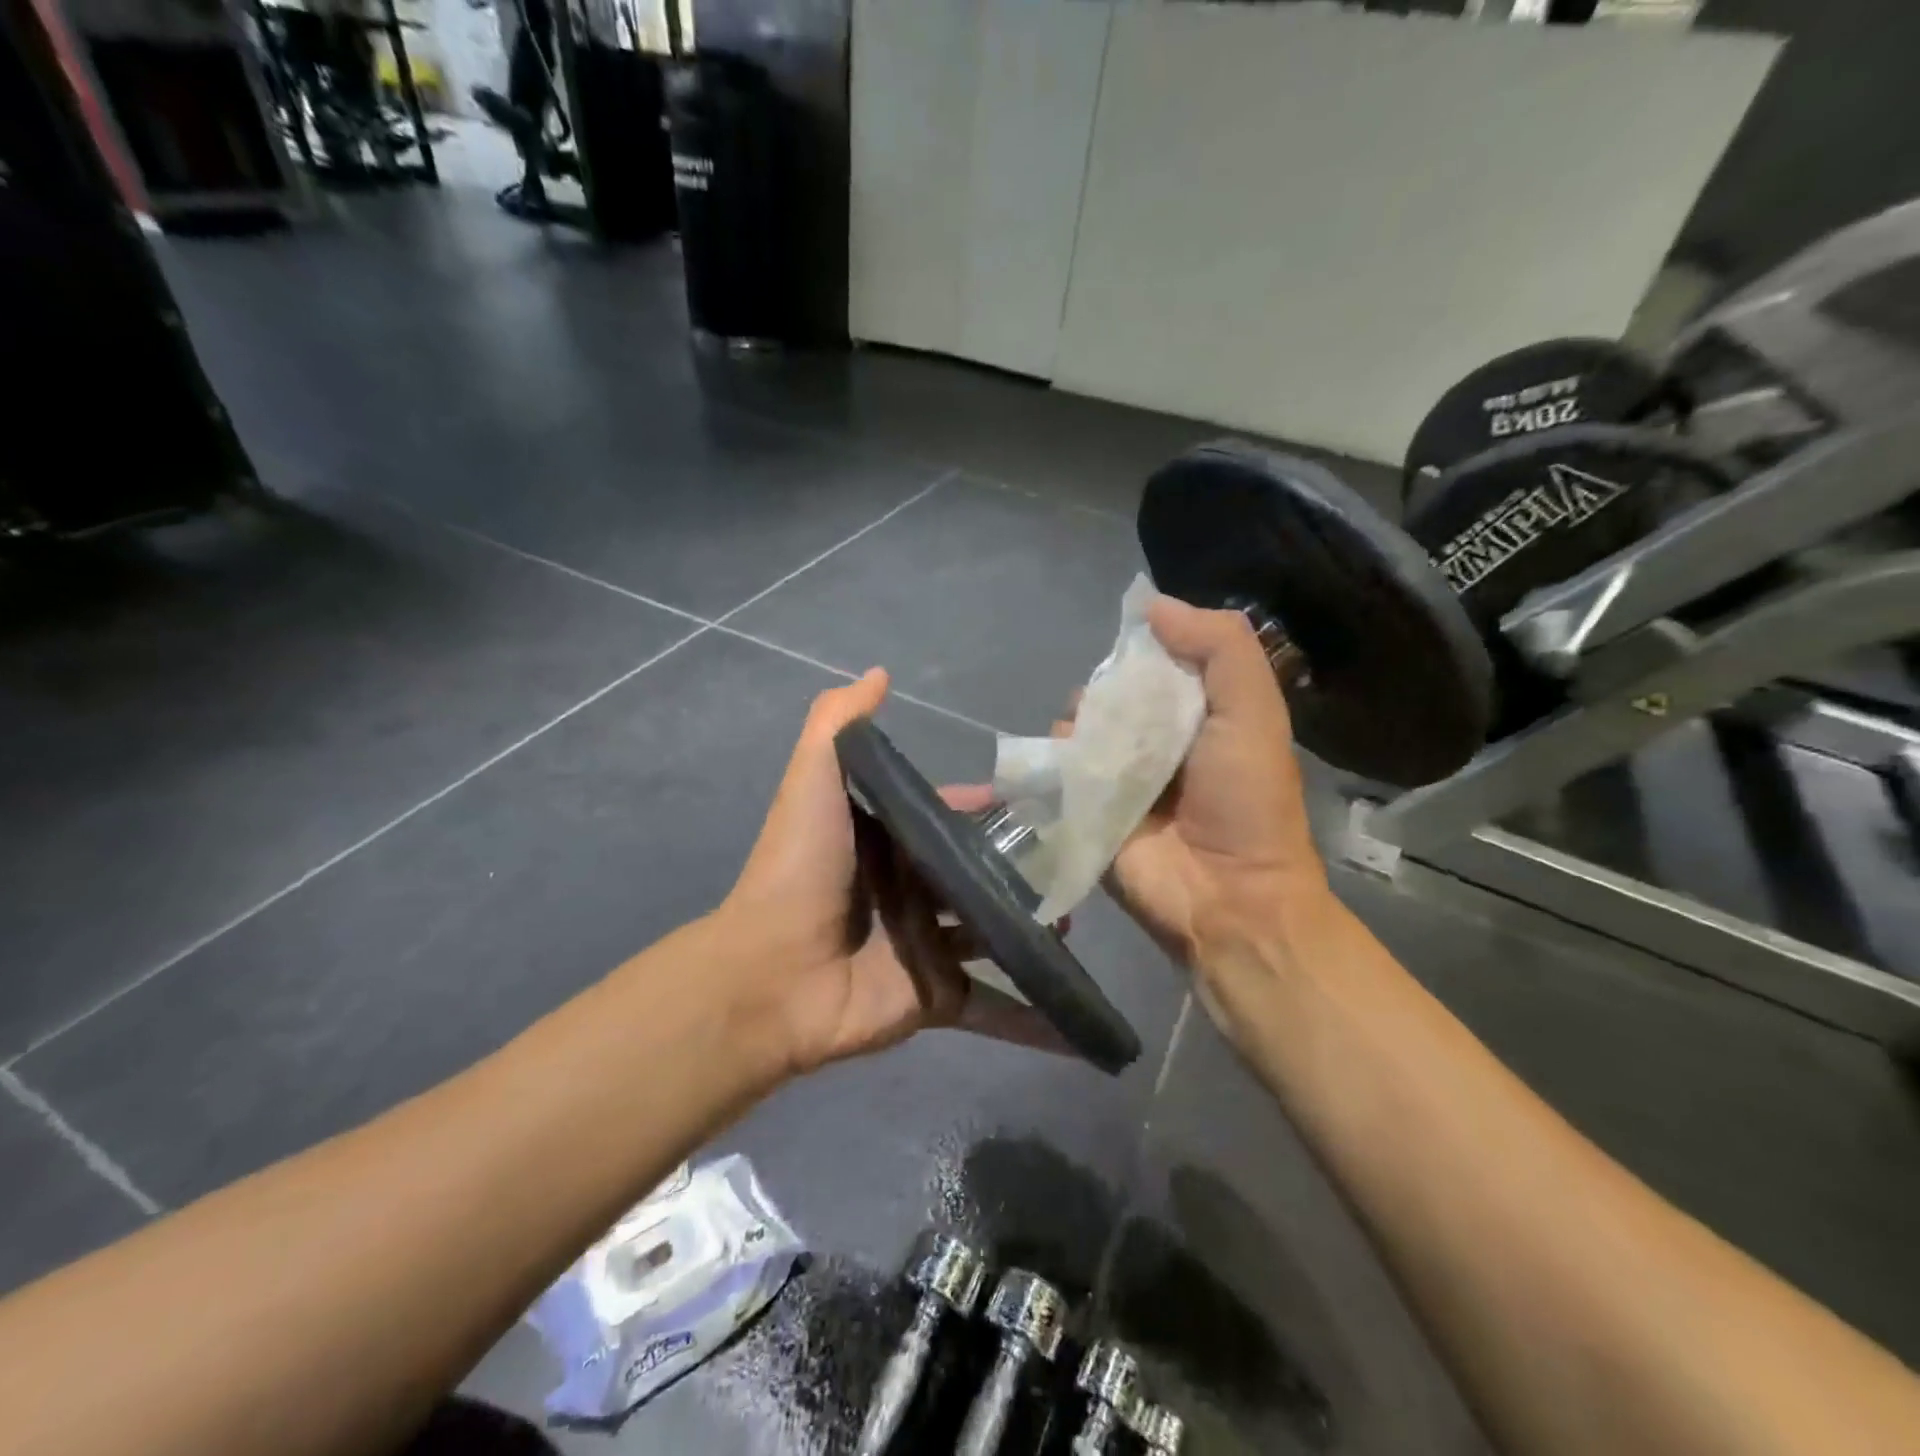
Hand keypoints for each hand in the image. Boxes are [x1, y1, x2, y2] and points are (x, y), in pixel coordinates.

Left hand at [719, 670, 1064, 1074]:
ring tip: (1082, 915)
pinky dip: (1033, 1018)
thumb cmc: (802, 869)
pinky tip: (1079, 1018)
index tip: (1042, 802)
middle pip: (980, 876)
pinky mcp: (939, 998)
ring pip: (995, 934)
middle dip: (1025, 869)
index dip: (987, 808)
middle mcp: (912, 891)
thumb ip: (839, 723)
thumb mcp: (813, 780)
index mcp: (890, 843)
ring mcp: (929, 946)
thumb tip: (879, 673)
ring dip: (1037, 929)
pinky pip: (994, 1007)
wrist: (773, 973)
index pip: (950, 818)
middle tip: (1079, 860)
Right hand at [1092, 598, 1332, 997]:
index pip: (1156, 663)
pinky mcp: (1086, 810)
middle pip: (1111, 694)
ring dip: (1078, 726)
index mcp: (1196, 714)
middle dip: (1106, 691)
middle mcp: (1154, 742)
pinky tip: (1068, 766)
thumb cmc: (1246, 800)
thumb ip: (1218, 647)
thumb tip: (1153, 605)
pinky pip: (1057, 772)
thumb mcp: (1253, 709)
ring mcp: (1117, 778)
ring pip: (1078, 729)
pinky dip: (1055, 761)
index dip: (1143, 649)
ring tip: (1094, 748)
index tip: (1135, 647)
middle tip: (1116, 711)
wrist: (1225, 896)